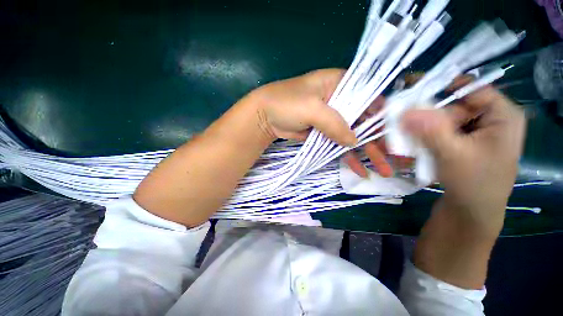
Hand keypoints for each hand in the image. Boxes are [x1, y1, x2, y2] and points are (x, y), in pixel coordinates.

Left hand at [253, 68, 392, 176]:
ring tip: (382, 170)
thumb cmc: (286, 104)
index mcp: (340, 84)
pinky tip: (359, 169)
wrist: (265, 117)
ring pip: (354, 135)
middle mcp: (340, 100)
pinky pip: (340, 144)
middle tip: (392, 159)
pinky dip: (349, 156)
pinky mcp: (325, 133)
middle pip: (365, 120)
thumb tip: (354, 141)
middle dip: (379, 140)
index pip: (370, 97)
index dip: (383, 115)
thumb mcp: (312, 108)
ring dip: (367, 152)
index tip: (395, 133)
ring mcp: (333, 119)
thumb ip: (334, 123)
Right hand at [402, 87, 525, 233]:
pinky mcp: (462, 142)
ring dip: (421, 127)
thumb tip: (406, 110)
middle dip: (425, 113)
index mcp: (501, 114)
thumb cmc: (473, 185)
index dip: (439, 86)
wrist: (471, 213)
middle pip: (452, 105)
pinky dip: (424, 136)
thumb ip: (431, 130)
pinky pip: (440, 131)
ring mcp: (474, 131)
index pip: (468, 87)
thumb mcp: (453, 155)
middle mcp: (489, 118)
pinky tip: (413, 144)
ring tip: (404, 136)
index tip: (408, 89)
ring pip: (442, 119)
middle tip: (400, 119)